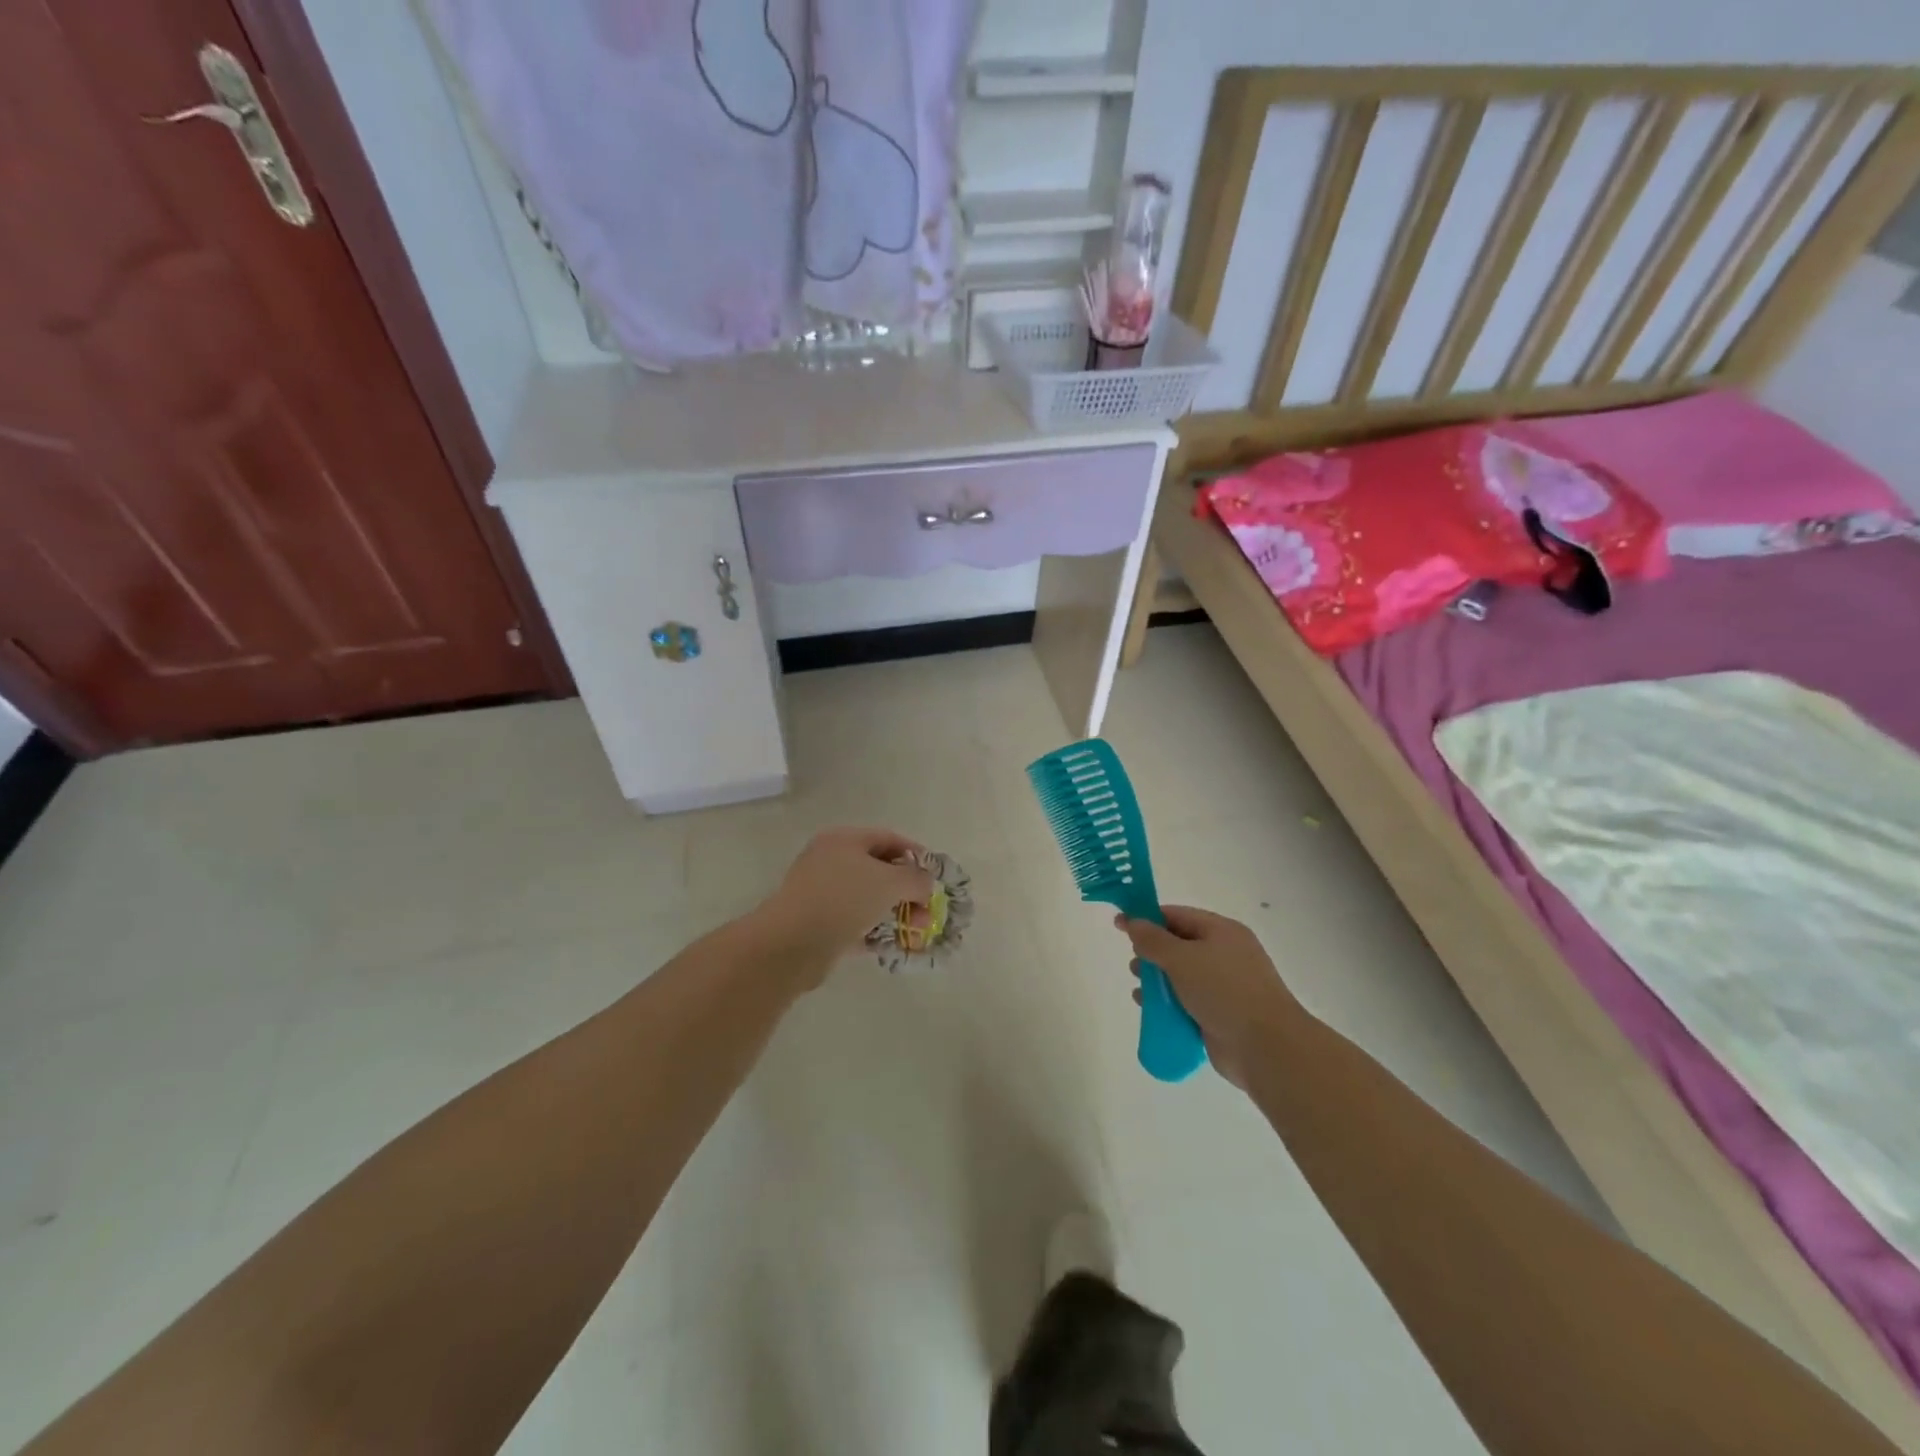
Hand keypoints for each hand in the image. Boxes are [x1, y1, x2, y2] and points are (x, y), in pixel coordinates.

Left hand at [751, 828, 934, 986]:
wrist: (792, 943)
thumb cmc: (844, 899)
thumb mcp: (891, 882)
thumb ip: (916, 879)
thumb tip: (926, 884)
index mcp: (843, 839)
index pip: (888, 838)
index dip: (916, 855)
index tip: (936, 877)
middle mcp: (830, 860)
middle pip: (878, 869)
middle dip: (907, 890)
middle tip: (926, 911)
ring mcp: (821, 892)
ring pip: (867, 898)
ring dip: (894, 913)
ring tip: (914, 933)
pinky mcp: (817, 923)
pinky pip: (854, 922)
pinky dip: (874, 931)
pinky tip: (892, 945)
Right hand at [1115, 907, 1301, 1088]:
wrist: (1266, 1047)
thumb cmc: (1223, 991)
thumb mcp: (1182, 958)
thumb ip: (1152, 939)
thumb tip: (1132, 921)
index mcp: (1222, 931)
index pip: (1177, 915)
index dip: (1147, 918)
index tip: (1119, 925)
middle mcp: (1225, 954)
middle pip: (1179, 945)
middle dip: (1152, 953)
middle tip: (1133, 964)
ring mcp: (1225, 986)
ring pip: (1182, 976)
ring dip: (1157, 980)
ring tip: (1138, 989)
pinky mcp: (1221, 1015)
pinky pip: (1188, 1002)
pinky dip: (1168, 1003)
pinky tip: (1149, 1010)